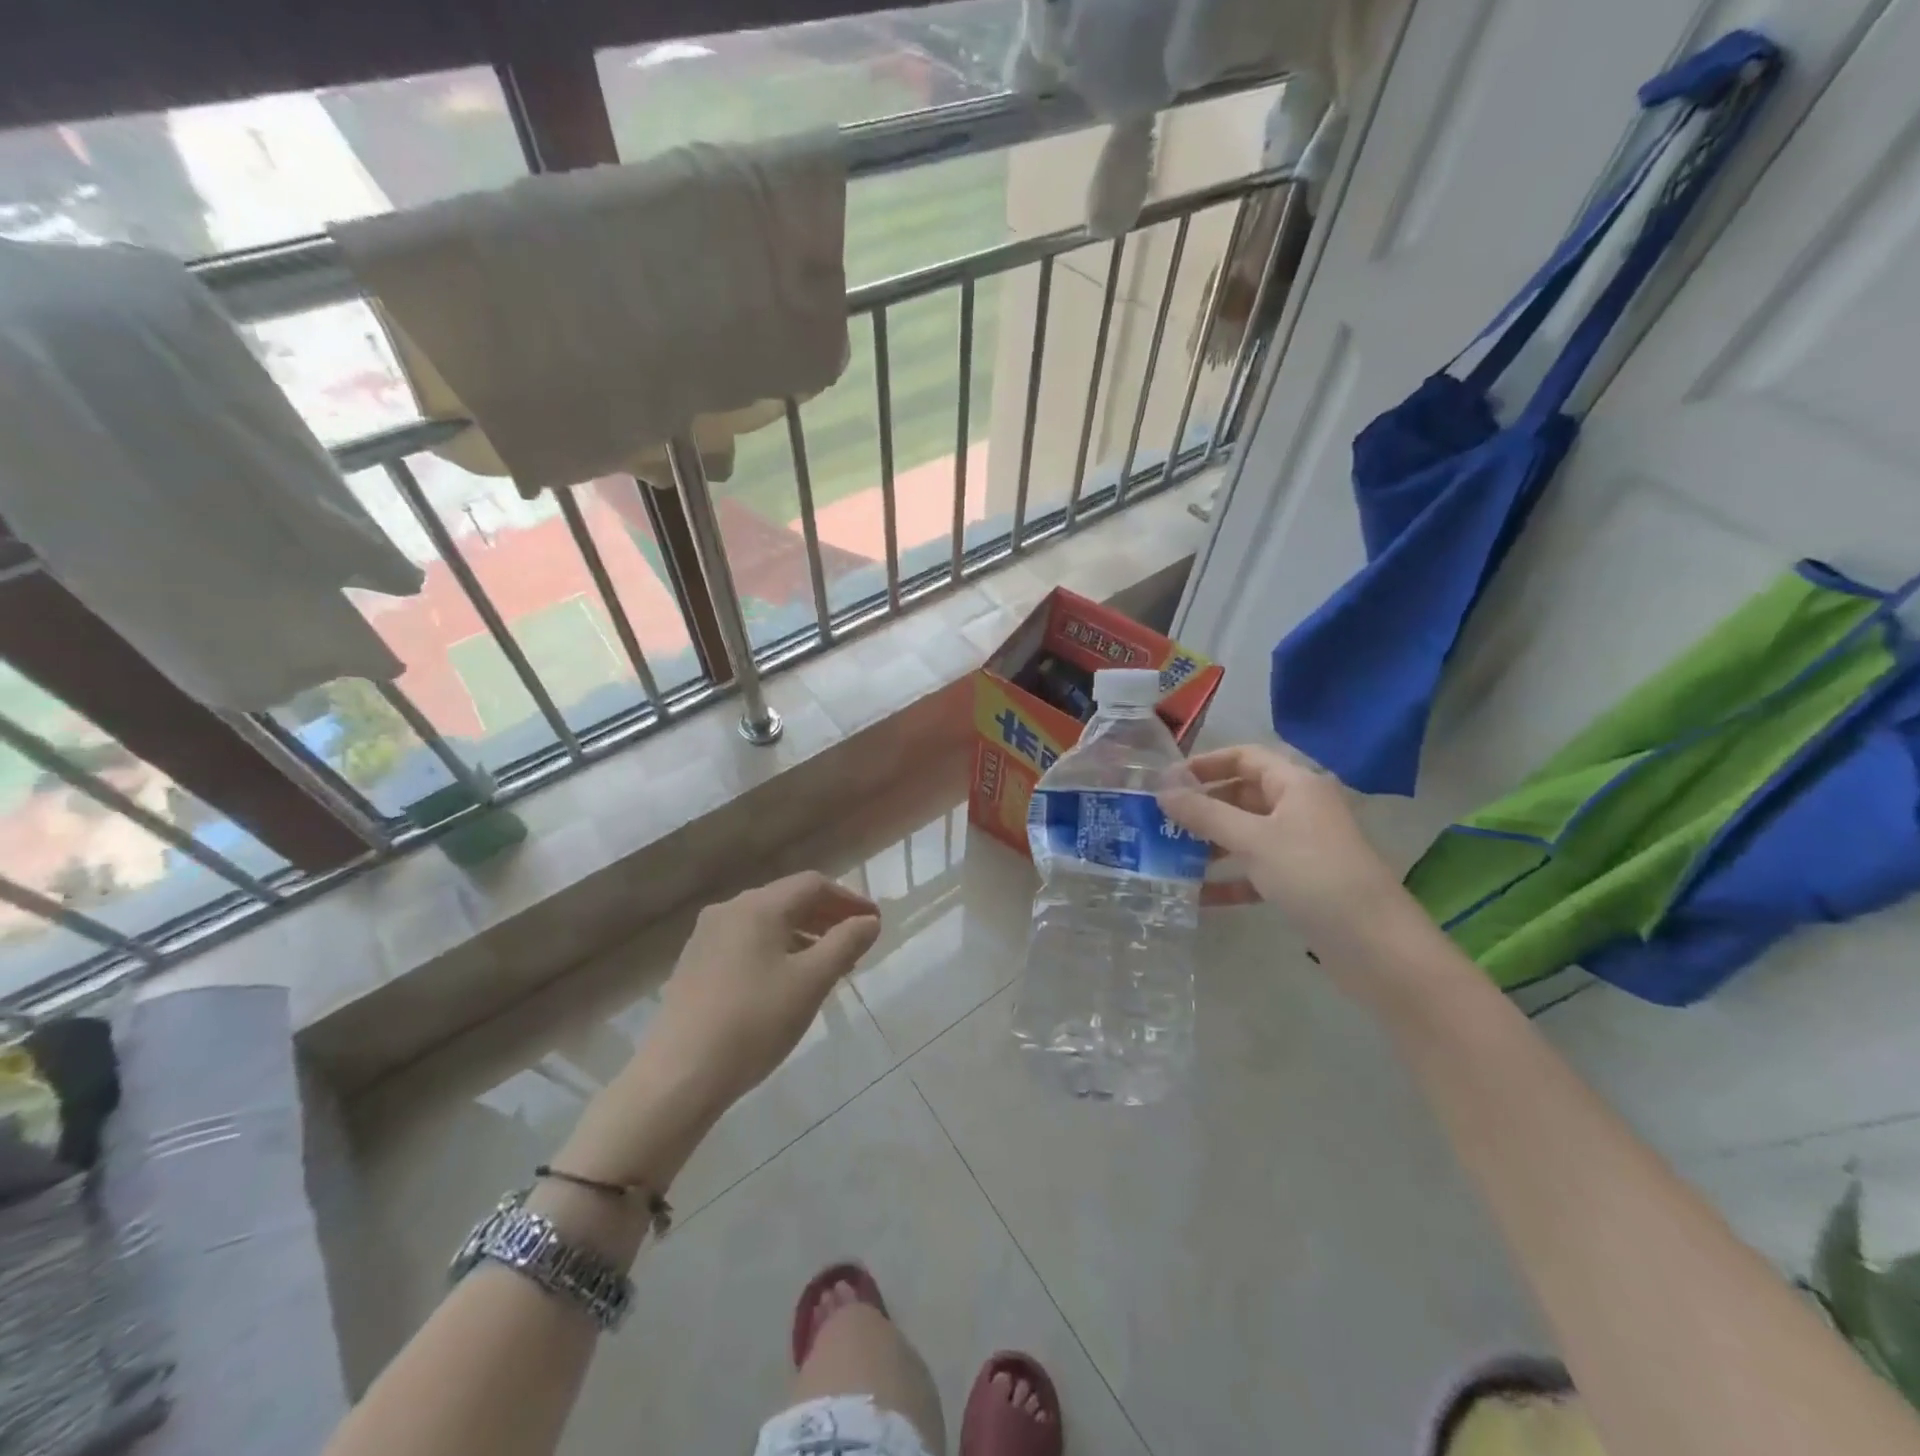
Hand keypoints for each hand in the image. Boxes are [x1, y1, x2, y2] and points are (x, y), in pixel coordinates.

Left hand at [642, 871, 881, 1109]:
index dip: (849, 899)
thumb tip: (869, 921)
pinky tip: (787, 981)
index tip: (874, 921)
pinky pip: (746, 943)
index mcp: (758, 906)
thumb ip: (845, 943)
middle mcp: (729, 910)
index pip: (813, 884)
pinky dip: (776, 950)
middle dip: (826, 917)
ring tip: (829, 965)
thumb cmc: (754, 1021)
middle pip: (788, 899)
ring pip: (766, 923)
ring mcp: (706, 937)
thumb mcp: (811, 981)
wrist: (678, 1075)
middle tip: (857, 942)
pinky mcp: (694, 965)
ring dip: (802, 935)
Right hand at [1161, 744, 1407, 943]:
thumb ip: (1205, 814)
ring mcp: (1302, 847)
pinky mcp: (1301, 883)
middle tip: (1160, 822)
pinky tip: (1198, 896)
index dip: (1205, 764)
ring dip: (1211, 844)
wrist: (1376, 946)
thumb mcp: (1254, 840)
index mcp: (1296, 785)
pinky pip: (1256, 871)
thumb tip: (1163, 790)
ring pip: (1246, 835)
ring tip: (1170, 857)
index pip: (1245, 757)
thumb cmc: (1313, 875)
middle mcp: (1300, 809)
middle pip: (1242, 796)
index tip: (1167, 781)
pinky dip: (1229, 879)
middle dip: (1203, 807)